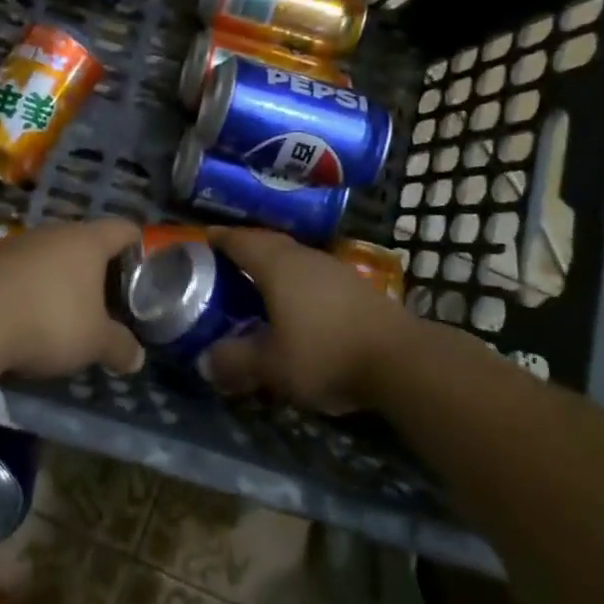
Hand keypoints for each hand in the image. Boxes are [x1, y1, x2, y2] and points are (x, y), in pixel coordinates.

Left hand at [0, 217, 144, 380]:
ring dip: (59, 279)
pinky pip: (20, 271)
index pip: (124, 229)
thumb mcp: (93, 342)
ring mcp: (17, 243)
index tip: (143, 270)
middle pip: (85, 241)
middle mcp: (54, 232)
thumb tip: (138, 358)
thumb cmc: (47, 320)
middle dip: (96, 269)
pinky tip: (26, 318)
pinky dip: (29, 289)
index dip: (138, 245)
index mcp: (88, 241)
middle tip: (107, 300)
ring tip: (66, 313)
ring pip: (50, 255)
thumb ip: (119, 347)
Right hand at [200, 229, 408, 413]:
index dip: (219, 238)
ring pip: (294, 258)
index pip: (240, 240)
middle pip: (268, 243)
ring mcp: (334, 269)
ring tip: (257, 284)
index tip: (203, 238)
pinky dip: (296, 282)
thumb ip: (235, 361)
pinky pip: (313, 275)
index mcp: (277, 265)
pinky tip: (297, 305)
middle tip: (224, 262)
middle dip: (245, 249)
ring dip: (274, 266)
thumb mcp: (271, 366)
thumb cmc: (324, 352)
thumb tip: (203, 361)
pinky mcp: (356, 287)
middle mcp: (304, 257)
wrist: (400, 359)